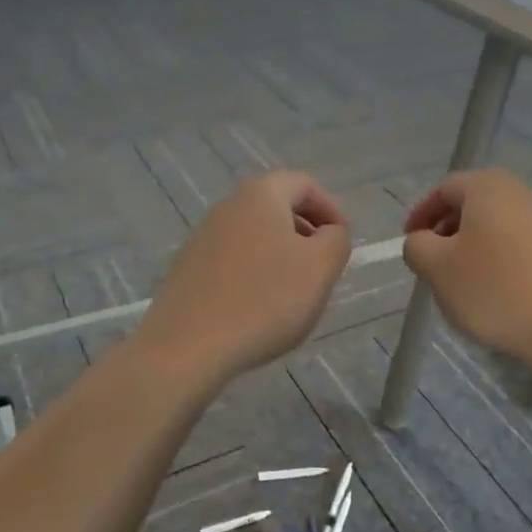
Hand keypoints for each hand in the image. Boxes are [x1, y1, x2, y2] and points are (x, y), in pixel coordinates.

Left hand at [135, 171, 350, 384]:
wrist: (188, 347)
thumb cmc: (265, 301)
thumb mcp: (320, 268)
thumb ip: (336, 241)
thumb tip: (330, 233)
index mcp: (260, 196)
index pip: (304, 184)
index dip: (331, 208)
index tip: (343, 241)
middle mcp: (227, 207)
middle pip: (276, 207)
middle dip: (306, 232)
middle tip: (324, 266)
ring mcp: (202, 239)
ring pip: (254, 236)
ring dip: (281, 255)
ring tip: (295, 293)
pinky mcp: (188, 270)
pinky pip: (233, 261)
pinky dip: (255, 274)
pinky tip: (260, 309)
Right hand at [404, 168, 531, 371]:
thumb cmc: (494, 290)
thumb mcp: (437, 268)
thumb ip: (417, 246)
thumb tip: (422, 240)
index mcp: (487, 188)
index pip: (444, 189)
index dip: (421, 214)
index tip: (411, 243)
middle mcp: (521, 193)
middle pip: (473, 204)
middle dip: (448, 230)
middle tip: (434, 261)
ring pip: (497, 225)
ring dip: (474, 246)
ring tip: (463, 281)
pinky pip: (520, 245)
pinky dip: (500, 259)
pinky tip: (497, 291)